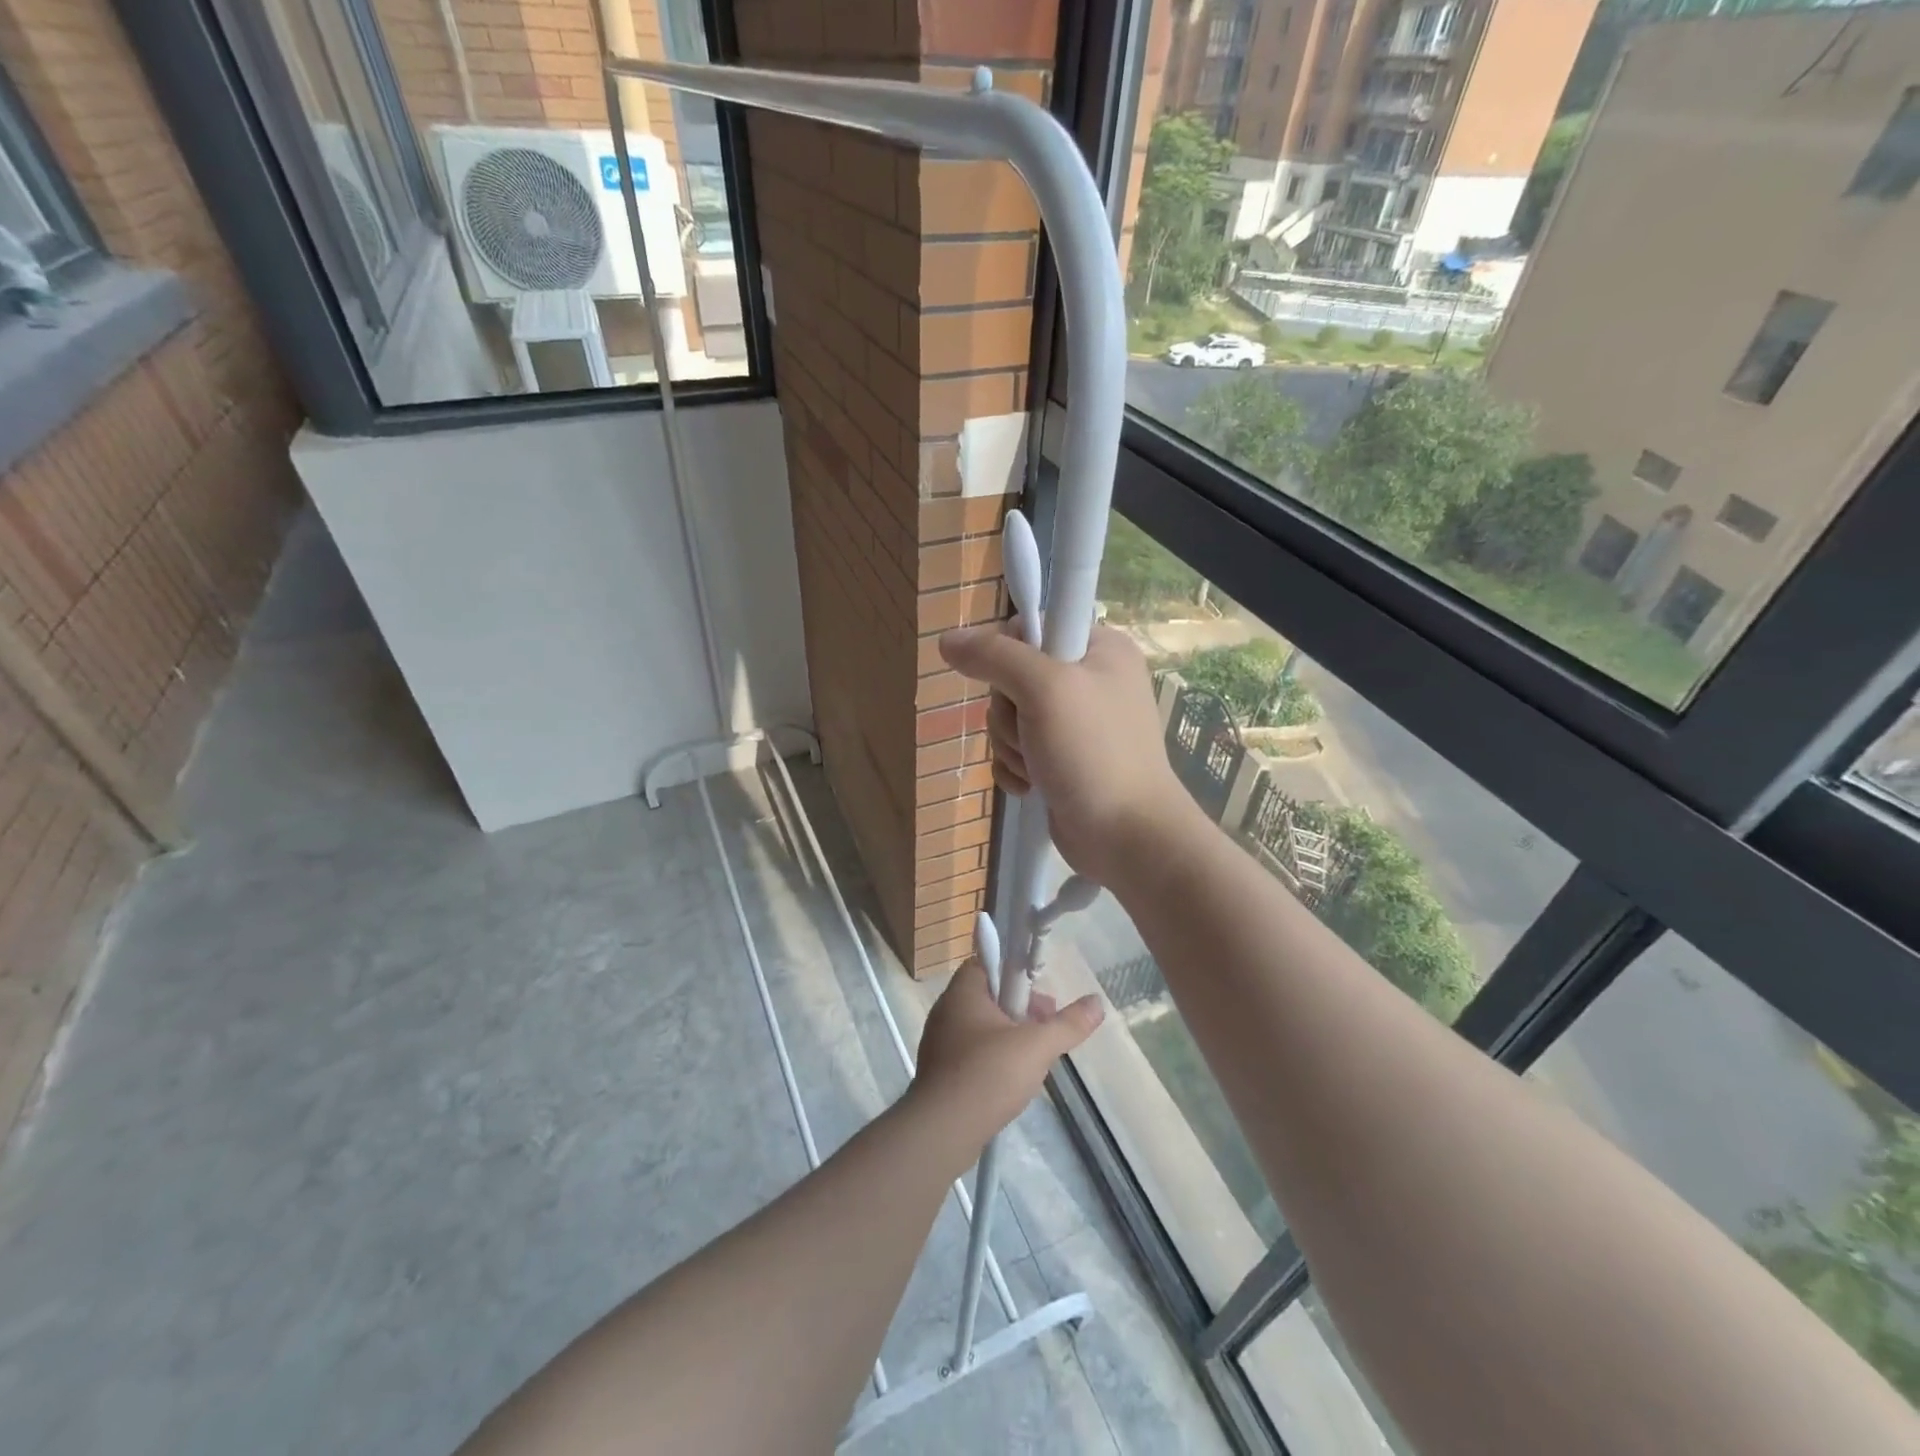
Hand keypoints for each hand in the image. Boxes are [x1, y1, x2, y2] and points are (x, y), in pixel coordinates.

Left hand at [909, 958, 1102, 1149]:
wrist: (942, 1130)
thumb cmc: (988, 1074)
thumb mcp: (1036, 1046)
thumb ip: (1068, 1024)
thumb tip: (1097, 1002)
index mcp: (963, 991)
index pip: (988, 963)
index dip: (1017, 974)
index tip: (1041, 996)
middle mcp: (946, 1010)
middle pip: (989, 996)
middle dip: (1021, 1008)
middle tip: (1046, 1027)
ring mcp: (939, 1041)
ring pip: (982, 1026)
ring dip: (1010, 1035)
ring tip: (1036, 1058)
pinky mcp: (940, 1070)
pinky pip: (972, 1052)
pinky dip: (993, 1058)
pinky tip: (1012, 1080)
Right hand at [938, 621, 1198, 887]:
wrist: (1126, 838)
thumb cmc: (1092, 753)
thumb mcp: (1045, 689)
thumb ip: (995, 657)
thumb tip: (947, 639)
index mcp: (1100, 649)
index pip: (1032, 627)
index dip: (1009, 654)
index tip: (1015, 683)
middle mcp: (1090, 681)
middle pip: (1012, 677)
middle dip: (1010, 714)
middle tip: (1034, 734)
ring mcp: (1075, 725)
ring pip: (1009, 719)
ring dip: (1012, 746)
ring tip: (1039, 768)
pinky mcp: (1062, 761)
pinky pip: (1016, 751)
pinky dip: (1016, 769)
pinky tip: (1033, 787)